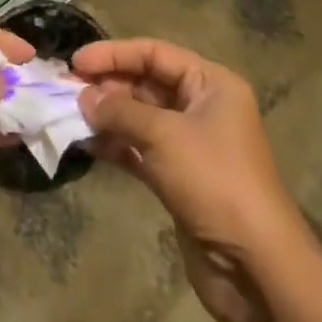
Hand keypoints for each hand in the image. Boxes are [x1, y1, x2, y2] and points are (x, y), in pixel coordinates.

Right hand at [73, 38, 313, 321]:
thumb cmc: (215, 182)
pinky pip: (139, 149)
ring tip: (67, 113)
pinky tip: (84, 143)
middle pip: (146, 83)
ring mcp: (189, 144)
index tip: (76, 60)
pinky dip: (114, 144)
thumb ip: (120, 111)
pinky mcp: (177, 178)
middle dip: (107, 85)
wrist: (255, 267)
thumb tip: (83, 96)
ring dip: (106, 115)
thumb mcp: (164, 136)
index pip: (155, 54)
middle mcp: (201, 107)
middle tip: (66, 88)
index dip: (114, 53)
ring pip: (139, 117)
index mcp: (211, 84)